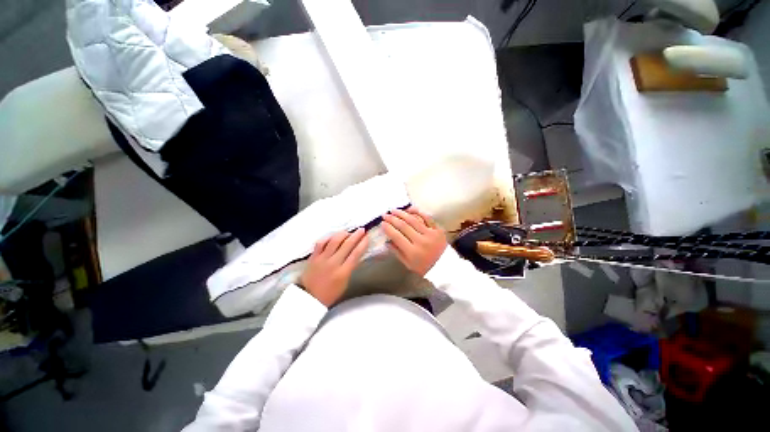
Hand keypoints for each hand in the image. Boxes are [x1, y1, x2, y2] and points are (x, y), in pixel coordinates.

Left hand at [300, 228, 368, 306]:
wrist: (309, 298)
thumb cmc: (330, 293)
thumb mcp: (345, 282)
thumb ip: (351, 267)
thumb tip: (357, 254)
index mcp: (343, 272)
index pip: (356, 254)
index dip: (362, 244)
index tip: (367, 237)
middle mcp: (333, 263)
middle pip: (347, 245)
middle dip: (356, 235)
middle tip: (361, 230)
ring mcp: (322, 259)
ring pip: (334, 241)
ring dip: (343, 234)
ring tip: (348, 232)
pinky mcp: (313, 257)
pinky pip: (321, 242)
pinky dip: (328, 237)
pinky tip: (333, 235)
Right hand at [382, 207, 446, 275]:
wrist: (445, 267)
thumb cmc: (425, 267)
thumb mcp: (408, 264)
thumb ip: (397, 252)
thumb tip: (387, 241)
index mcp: (413, 252)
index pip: (396, 236)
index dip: (388, 228)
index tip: (382, 223)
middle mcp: (421, 241)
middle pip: (403, 226)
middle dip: (392, 218)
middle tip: (385, 214)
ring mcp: (430, 234)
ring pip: (414, 220)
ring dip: (402, 213)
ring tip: (394, 210)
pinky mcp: (438, 229)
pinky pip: (427, 218)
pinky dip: (418, 212)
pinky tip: (410, 209)